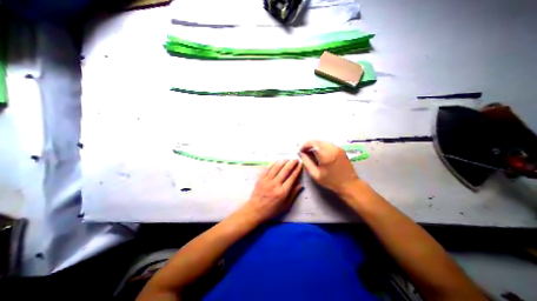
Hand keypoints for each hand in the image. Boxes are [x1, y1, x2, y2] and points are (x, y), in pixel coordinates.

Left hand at [242, 160, 303, 222]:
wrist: (255, 210)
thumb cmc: (272, 210)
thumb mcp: (285, 205)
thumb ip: (293, 194)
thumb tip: (301, 185)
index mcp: (283, 192)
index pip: (292, 178)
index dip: (297, 170)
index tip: (300, 165)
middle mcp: (275, 184)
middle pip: (285, 171)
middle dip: (291, 163)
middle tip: (296, 159)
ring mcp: (267, 181)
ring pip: (276, 168)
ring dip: (283, 162)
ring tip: (287, 159)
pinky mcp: (260, 179)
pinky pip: (267, 169)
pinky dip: (272, 164)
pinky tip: (277, 161)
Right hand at [300, 141, 357, 195]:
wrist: (349, 184)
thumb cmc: (331, 181)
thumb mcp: (315, 174)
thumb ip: (307, 162)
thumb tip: (301, 154)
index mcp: (326, 155)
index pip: (313, 143)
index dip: (305, 145)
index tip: (300, 150)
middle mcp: (332, 148)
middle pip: (318, 141)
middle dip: (309, 144)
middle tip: (304, 151)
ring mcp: (338, 148)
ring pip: (323, 142)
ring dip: (315, 145)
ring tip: (310, 152)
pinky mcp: (341, 149)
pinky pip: (328, 144)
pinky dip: (321, 146)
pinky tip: (319, 153)